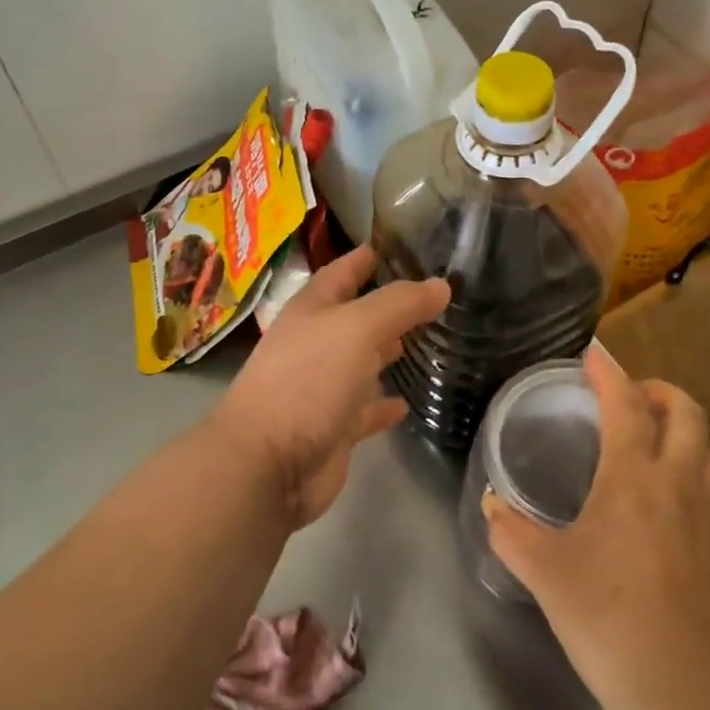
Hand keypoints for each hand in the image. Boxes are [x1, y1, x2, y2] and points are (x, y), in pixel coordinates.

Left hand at [212, 246, 448, 529]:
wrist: (267, 464)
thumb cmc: (307, 380)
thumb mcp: (356, 329)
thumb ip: (399, 305)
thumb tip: (441, 285)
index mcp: (311, 311)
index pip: (340, 273)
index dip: (364, 258)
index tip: (395, 245)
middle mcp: (315, 344)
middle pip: (354, 317)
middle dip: (386, 305)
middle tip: (429, 294)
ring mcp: (322, 387)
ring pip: (361, 362)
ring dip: (387, 351)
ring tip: (427, 339)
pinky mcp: (333, 428)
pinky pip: (365, 410)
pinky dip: (383, 405)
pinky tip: (407, 403)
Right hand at [483, 346, 709, 709]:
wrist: (685, 689)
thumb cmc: (608, 618)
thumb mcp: (546, 574)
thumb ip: (512, 533)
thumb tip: (491, 506)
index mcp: (633, 478)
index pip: (627, 406)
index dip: (610, 374)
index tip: (594, 356)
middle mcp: (677, 484)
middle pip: (687, 414)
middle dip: (661, 392)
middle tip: (631, 397)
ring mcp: (707, 518)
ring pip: (708, 450)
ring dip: (684, 431)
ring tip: (653, 442)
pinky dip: (692, 472)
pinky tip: (665, 503)